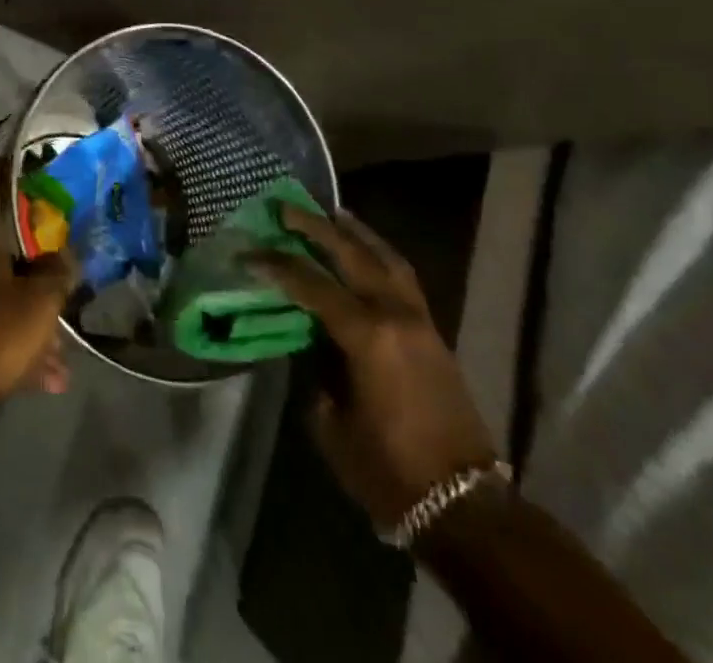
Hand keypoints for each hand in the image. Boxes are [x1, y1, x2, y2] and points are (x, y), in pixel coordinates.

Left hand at [0, 157, 75, 416]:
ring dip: (24, 308)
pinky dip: (8, 332)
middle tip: (56, 262)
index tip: (23, 162)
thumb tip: (63, 256)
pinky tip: (43, 373)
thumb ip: (58, 271)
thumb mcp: (41, 301)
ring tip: (59, 350)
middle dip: (29, 257)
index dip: (4, 168)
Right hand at [251, 207, 498, 529]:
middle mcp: (394, 313)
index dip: (275, 265)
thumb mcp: (332, 423)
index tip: (248, 252)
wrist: (464, 505)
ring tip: (331, 212)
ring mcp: (419, 319)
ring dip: (354, 232)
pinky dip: (379, 254)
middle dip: (315, 226)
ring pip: (384, 257)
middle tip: (285, 206)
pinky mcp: (433, 331)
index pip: (310, 284)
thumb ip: (317, 370)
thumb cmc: (388, 470)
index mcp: (366, 335)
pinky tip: (365, 251)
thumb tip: (311, 340)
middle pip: (350, 254)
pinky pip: (401, 276)